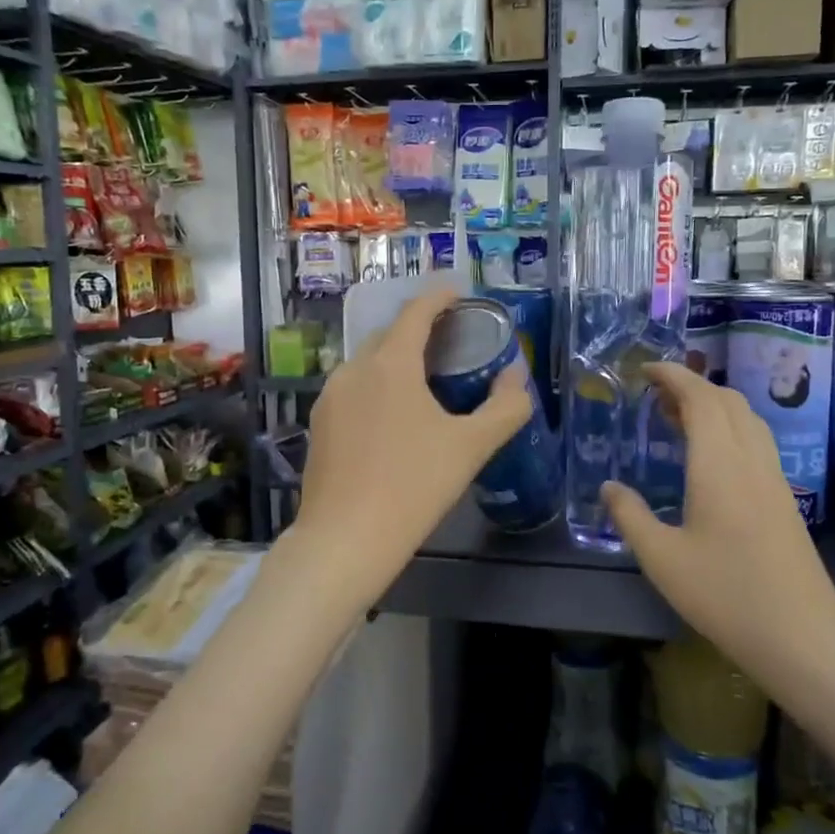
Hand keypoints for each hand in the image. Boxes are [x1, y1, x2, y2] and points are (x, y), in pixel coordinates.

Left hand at [297, 285, 531, 578]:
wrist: (344, 540)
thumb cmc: (413, 486)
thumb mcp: (471, 447)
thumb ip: (505, 406)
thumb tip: (516, 376)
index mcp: (389, 364)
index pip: (416, 313)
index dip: (439, 297)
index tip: (458, 293)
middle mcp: (353, 370)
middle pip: (389, 335)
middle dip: (419, 331)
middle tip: (452, 344)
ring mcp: (329, 398)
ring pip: (368, 365)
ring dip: (396, 361)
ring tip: (425, 381)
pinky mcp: (318, 426)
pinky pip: (353, 391)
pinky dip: (377, 388)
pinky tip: (393, 418)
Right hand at [603, 365, 834, 699]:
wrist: (803, 637)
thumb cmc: (725, 594)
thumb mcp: (661, 559)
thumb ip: (630, 516)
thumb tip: (609, 487)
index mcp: (719, 465)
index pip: (700, 399)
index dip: (673, 376)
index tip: (645, 369)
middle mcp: (751, 460)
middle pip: (728, 401)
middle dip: (692, 385)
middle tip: (656, 395)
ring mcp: (774, 479)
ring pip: (747, 419)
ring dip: (713, 405)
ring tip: (678, 418)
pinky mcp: (784, 499)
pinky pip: (756, 441)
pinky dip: (729, 428)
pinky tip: (710, 457)